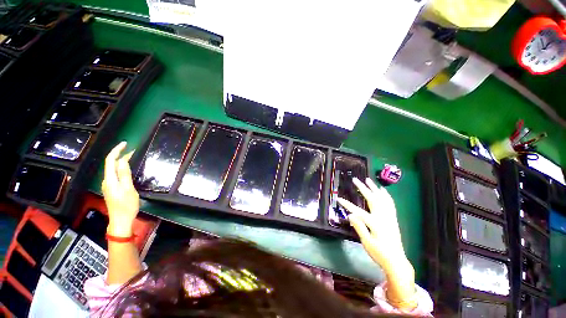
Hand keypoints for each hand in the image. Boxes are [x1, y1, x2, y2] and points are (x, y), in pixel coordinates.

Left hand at [101, 141, 138, 237]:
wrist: (121, 220)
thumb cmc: (126, 205)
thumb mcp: (128, 189)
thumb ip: (124, 175)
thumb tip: (123, 160)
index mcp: (110, 179)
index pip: (110, 161)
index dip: (116, 151)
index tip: (125, 144)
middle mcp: (107, 180)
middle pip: (111, 164)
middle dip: (120, 155)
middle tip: (133, 150)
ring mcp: (109, 185)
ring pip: (114, 170)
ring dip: (121, 162)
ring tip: (132, 157)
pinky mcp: (112, 189)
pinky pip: (116, 175)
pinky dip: (122, 169)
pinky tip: (128, 169)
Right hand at [338, 178, 415, 308]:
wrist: (396, 261)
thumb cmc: (379, 253)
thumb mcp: (366, 242)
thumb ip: (359, 227)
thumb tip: (350, 215)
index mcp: (375, 223)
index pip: (358, 211)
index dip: (347, 204)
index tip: (339, 198)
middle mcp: (383, 217)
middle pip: (372, 199)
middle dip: (362, 188)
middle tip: (356, 180)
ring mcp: (389, 217)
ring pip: (382, 198)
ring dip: (374, 188)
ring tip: (369, 180)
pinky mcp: (393, 218)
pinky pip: (390, 204)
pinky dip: (386, 195)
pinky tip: (383, 191)